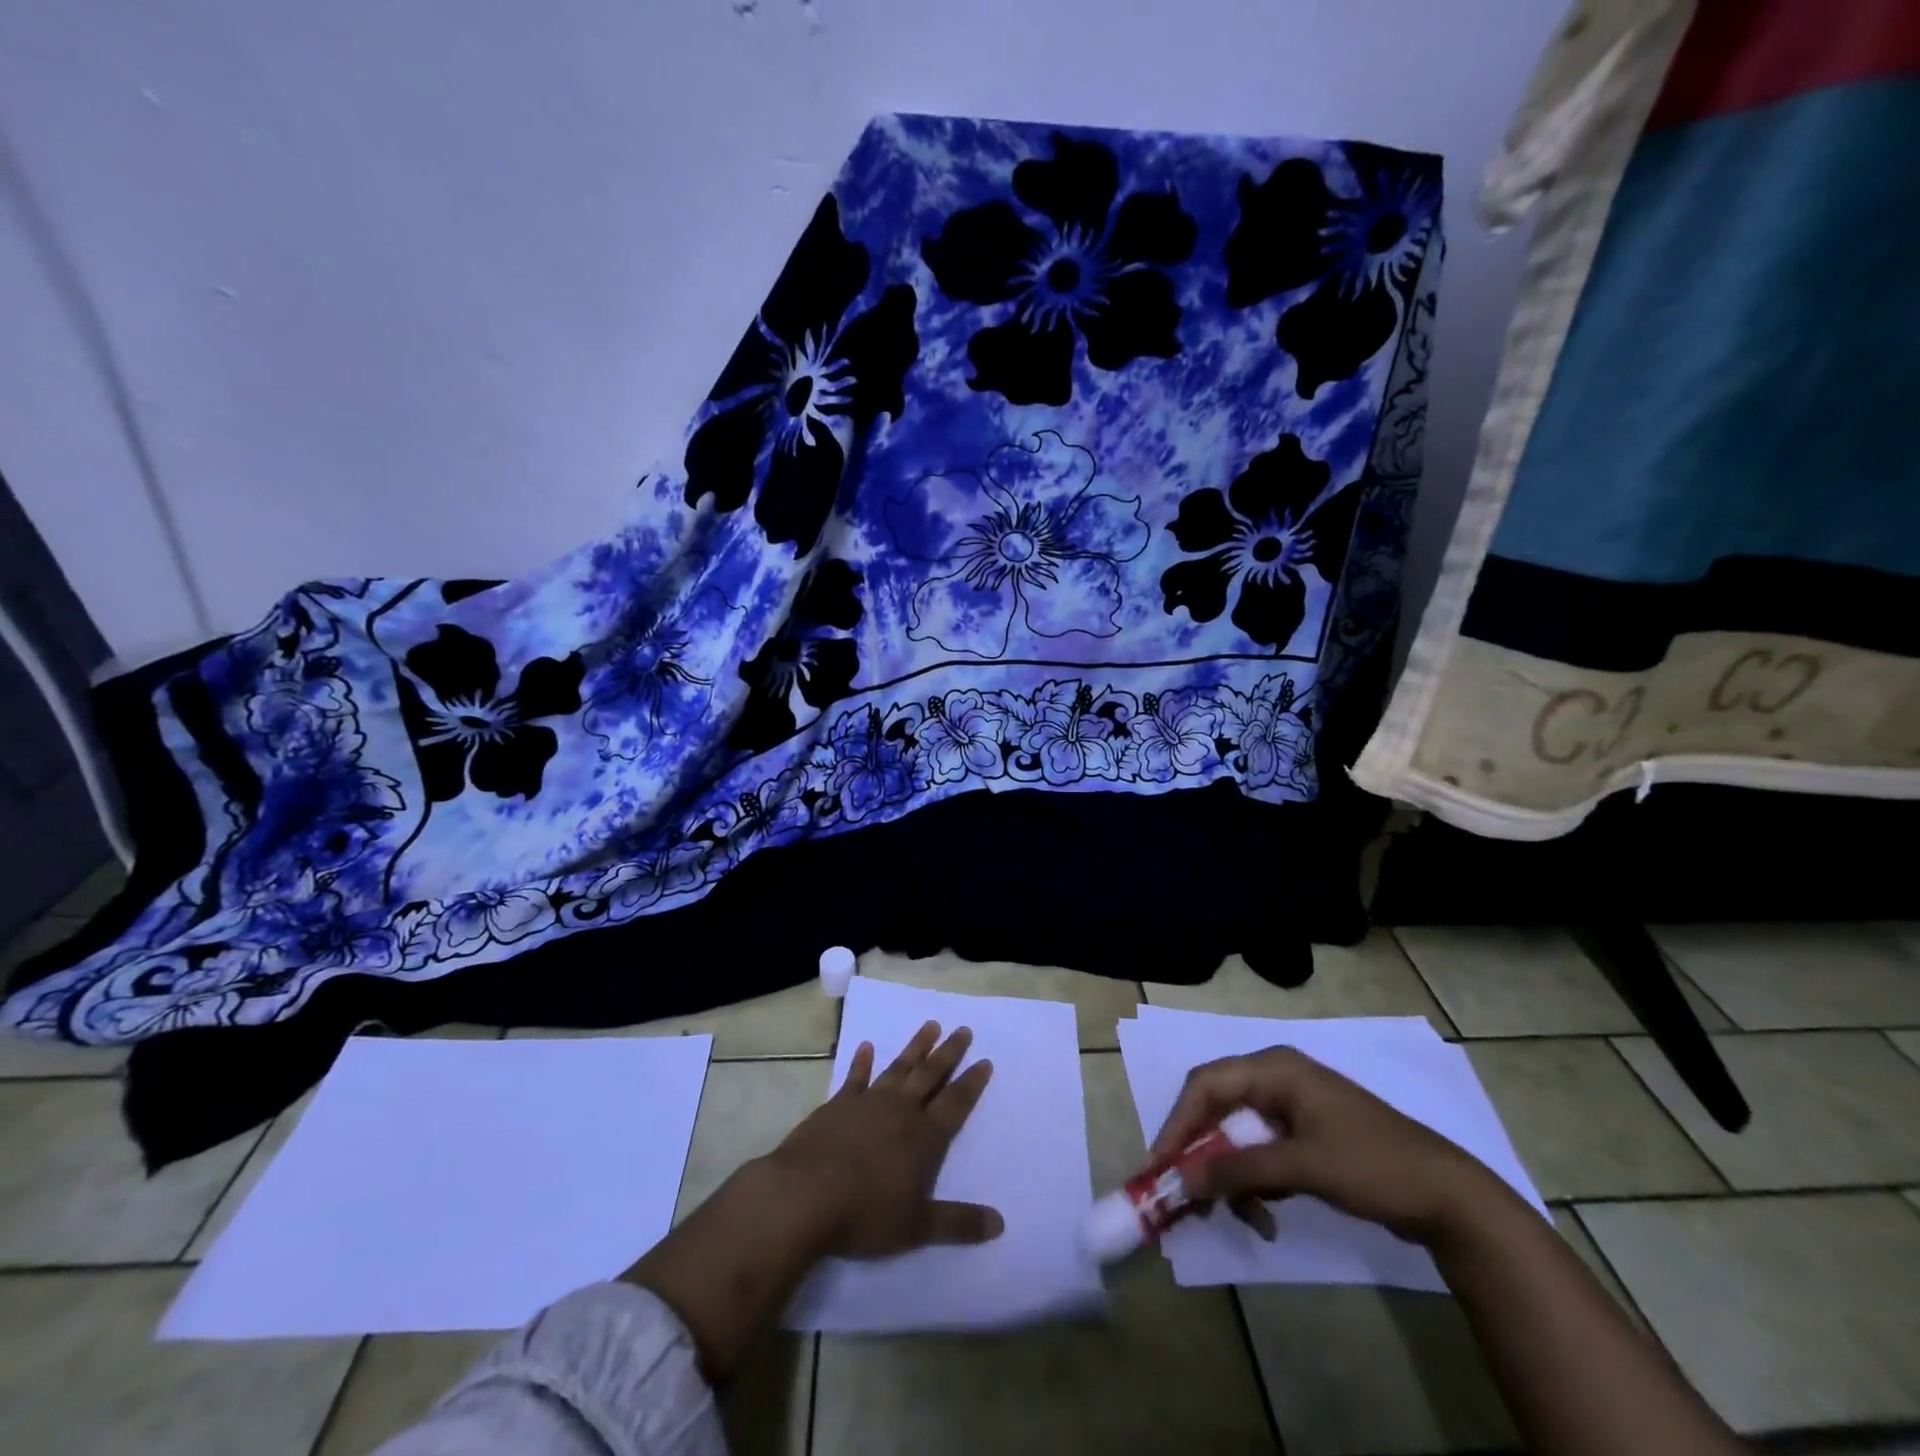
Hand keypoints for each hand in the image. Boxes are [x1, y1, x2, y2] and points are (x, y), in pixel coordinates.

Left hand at [767, 1019, 1003, 1257]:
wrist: (806, 1195)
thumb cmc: (866, 1214)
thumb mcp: (918, 1227)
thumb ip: (959, 1224)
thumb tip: (1000, 1224)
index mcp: (924, 1138)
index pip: (955, 1103)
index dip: (972, 1083)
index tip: (985, 1060)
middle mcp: (901, 1111)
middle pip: (931, 1075)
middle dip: (949, 1052)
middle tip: (963, 1029)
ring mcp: (868, 1102)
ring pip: (899, 1068)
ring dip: (916, 1046)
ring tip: (931, 1024)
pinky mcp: (838, 1104)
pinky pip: (856, 1077)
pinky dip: (862, 1061)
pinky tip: (867, 1046)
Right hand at [1147, 1045, 1500, 1245]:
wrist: (1450, 1197)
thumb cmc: (1374, 1166)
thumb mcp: (1303, 1167)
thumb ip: (1240, 1169)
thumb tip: (1183, 1178)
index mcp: (1274, 1068)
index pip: (1206, 1085)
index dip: (1178, 1122)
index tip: (1160, 1164)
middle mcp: (1276, 1078)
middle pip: (1217, 1107)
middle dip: (1201, 1152)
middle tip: (1183, 1192)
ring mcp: (1290, 1107)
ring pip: (1236, 1134)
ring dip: (1231, 1175)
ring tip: (1244, 1218)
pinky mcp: (1303, 1135)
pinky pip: (1259, 1152)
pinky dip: (1254, 1182)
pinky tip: (1264, 1216)